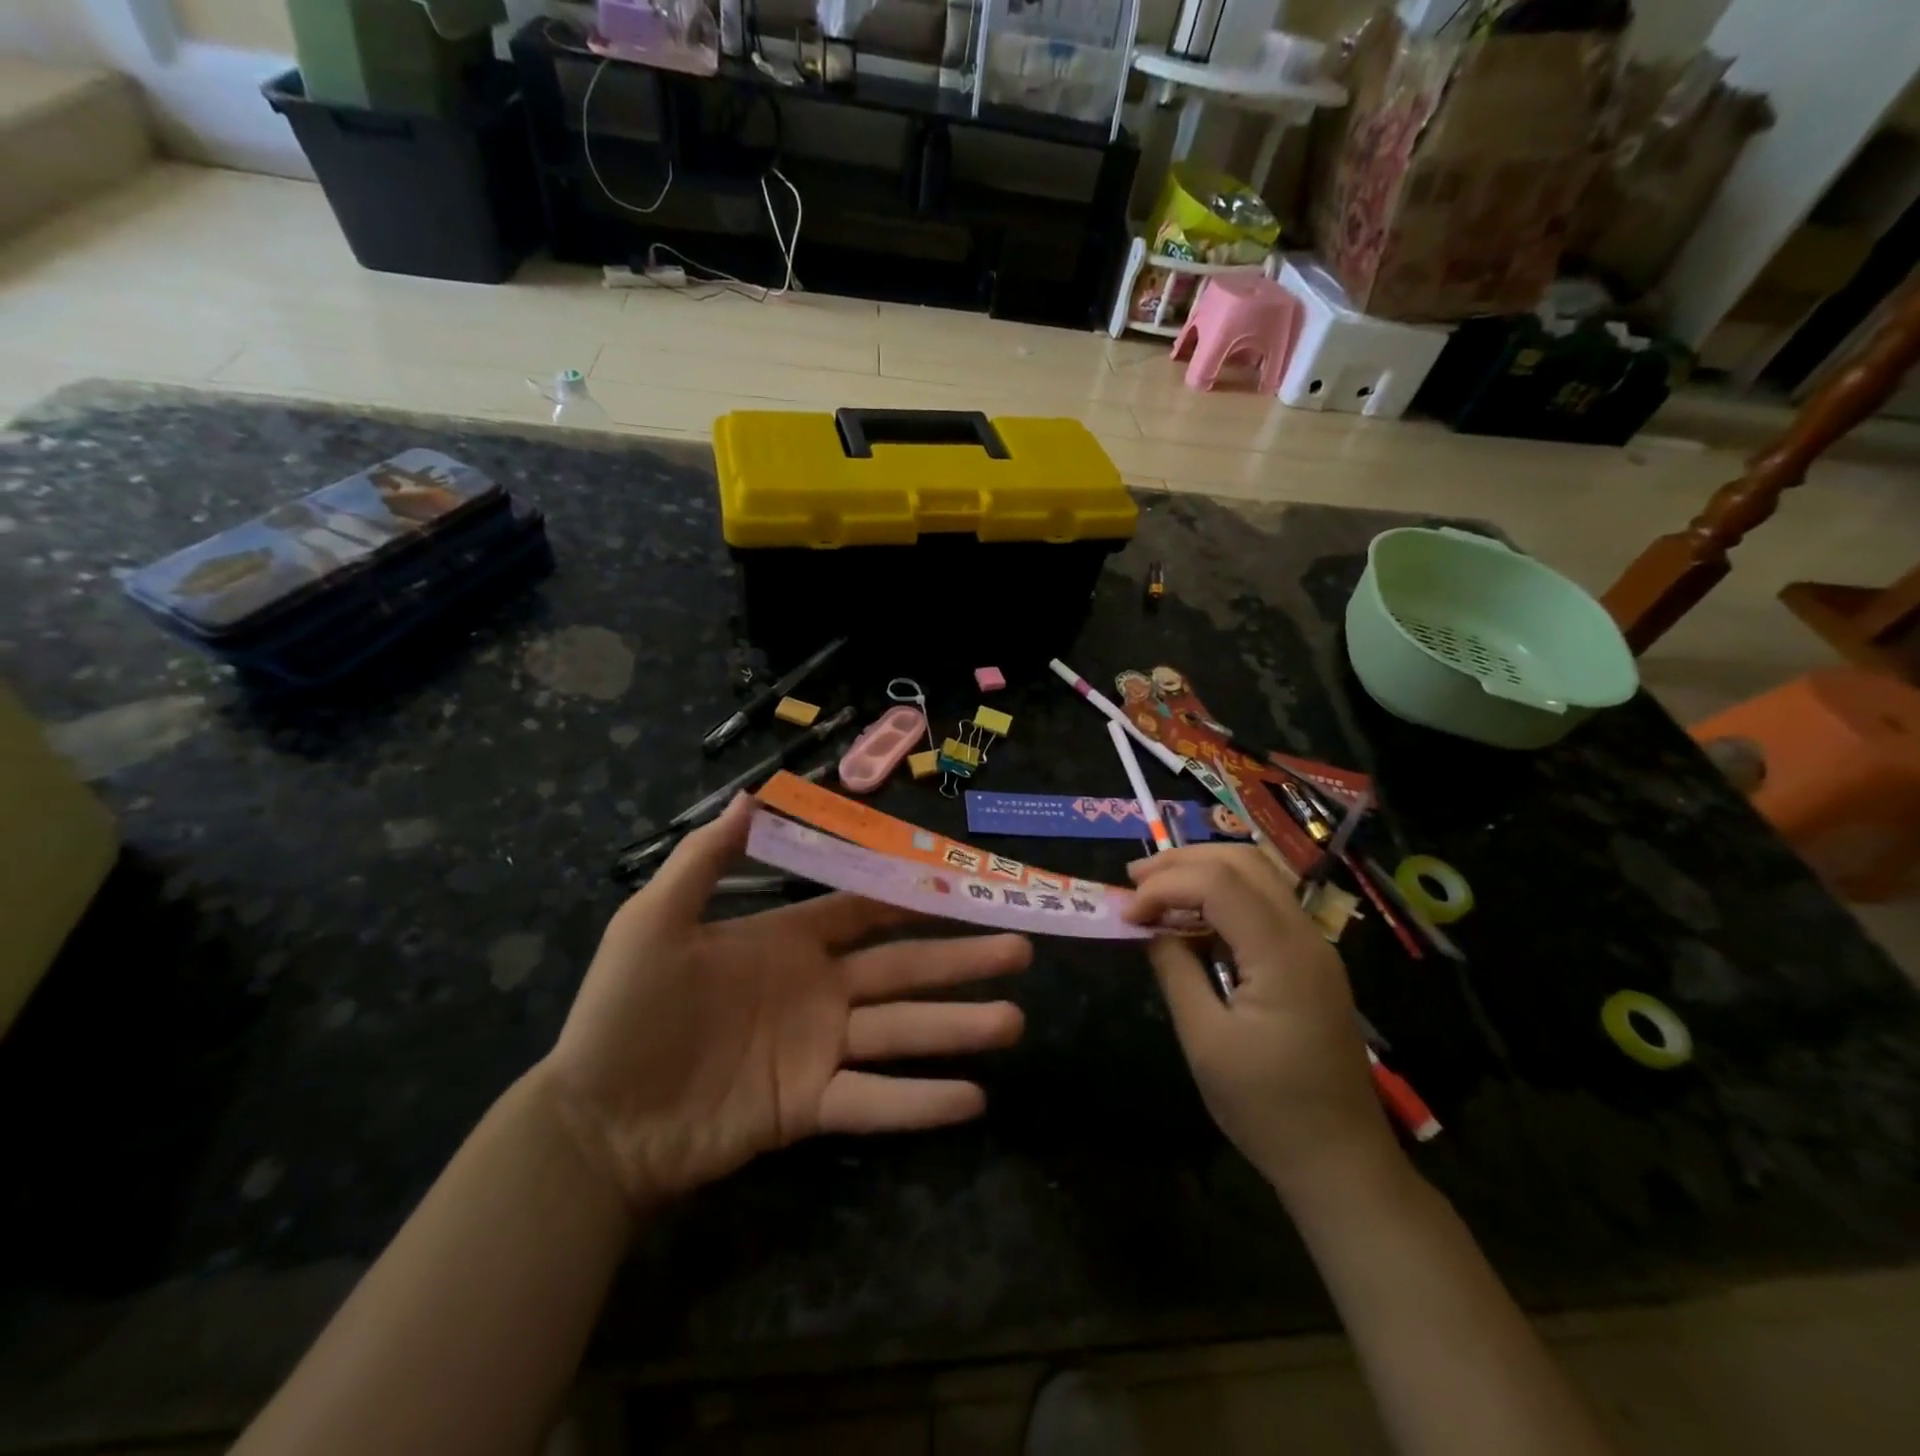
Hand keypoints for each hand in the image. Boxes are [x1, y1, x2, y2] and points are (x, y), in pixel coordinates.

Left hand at [538, 797, 1030, 1212]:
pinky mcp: (810, 1108)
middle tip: (1021, 949)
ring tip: (1015, 1021)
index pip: (866, 911)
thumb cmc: (625, 1012)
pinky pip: (875, 1102)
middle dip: (961, 959)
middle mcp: (818, 991)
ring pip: (903, 1033)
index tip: (965, 888)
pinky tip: (974, 1098)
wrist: (594, 1121)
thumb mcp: (654, 921)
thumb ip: (706, 861)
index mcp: (789, 943)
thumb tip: (750, 795)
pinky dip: (922, 1102)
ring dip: (959, 1027)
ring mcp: (819, 1051)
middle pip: (903, 968)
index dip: (914, 900)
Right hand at [1125, 845, 1396, 1201]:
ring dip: (1202, 871)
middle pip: (1242, 861)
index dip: (1165, 886)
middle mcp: (1305, 935)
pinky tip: (1191, 917)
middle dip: (1182, 861)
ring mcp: (1313, 945)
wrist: (1341, 1161)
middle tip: (1133, 881)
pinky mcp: (1310, 960)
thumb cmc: (1267, 1108)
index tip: (1126, 914)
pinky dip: (1221, 895)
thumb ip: (1175, 970)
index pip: (1218, 883)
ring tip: (1154, 890)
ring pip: (1256, 874)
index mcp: (1282, 954)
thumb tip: (1151, 927)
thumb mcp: (1205, 1041)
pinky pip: (1264, 903)